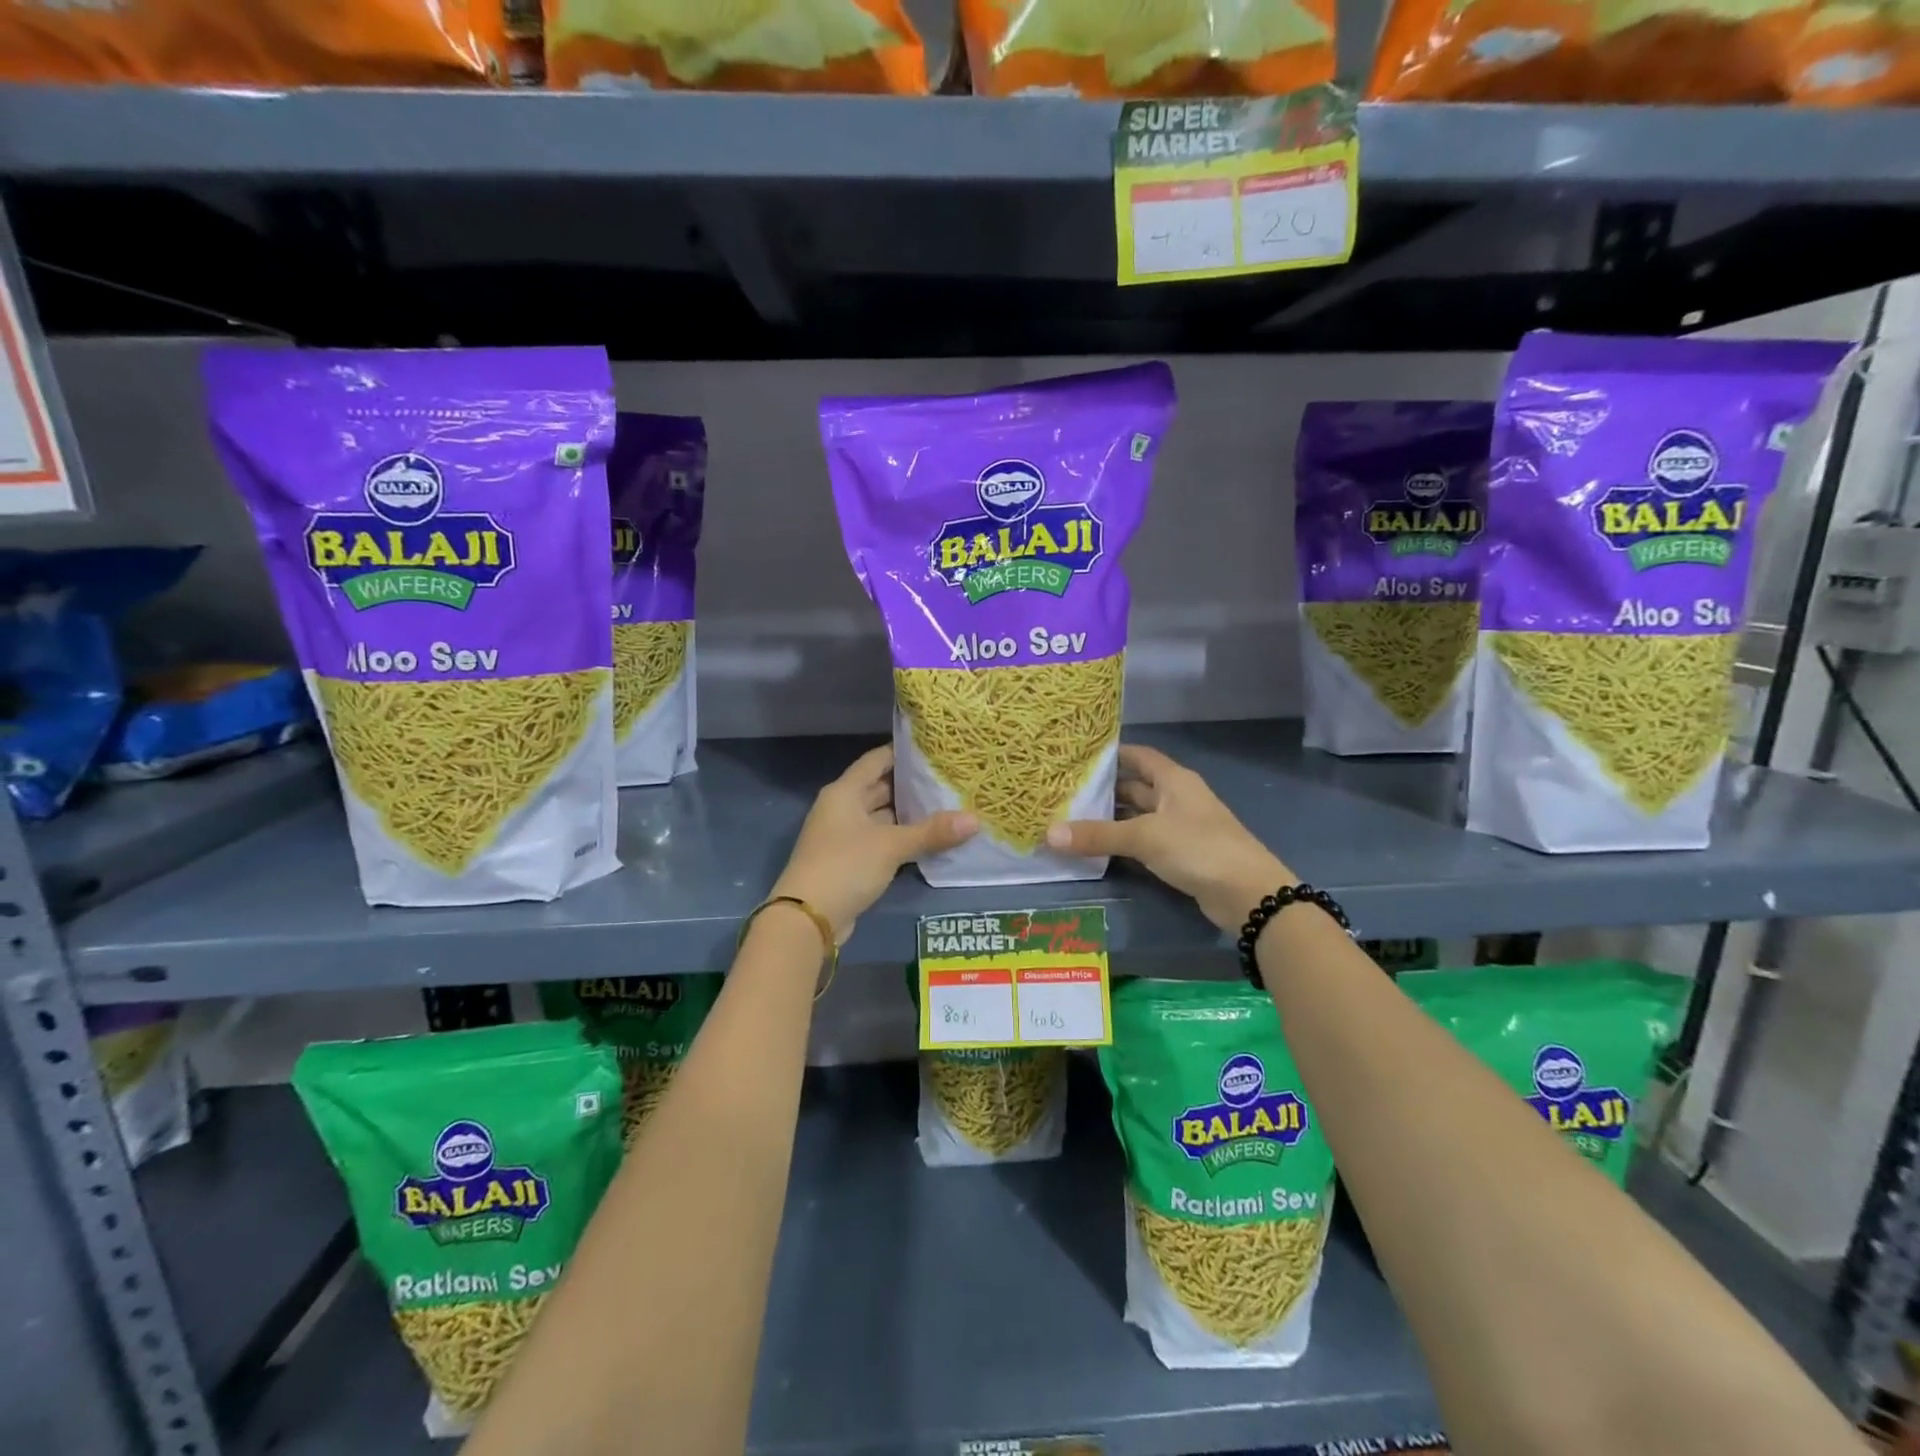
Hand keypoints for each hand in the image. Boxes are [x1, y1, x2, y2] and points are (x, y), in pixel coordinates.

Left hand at [772, 745, 976, 942]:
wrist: (808, 918)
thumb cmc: (846, 865)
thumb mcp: (892, 845)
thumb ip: (932, 831)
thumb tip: (975, 820)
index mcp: (845, 792)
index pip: (876, 760)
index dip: (903, 752)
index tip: (935, 750)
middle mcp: (842, 808)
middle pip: (880, 788)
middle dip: (912, 786)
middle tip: (950, 780)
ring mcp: (845, 836)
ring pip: (882, 817)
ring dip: (909, 815)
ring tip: (948, 806)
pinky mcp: (851, 862)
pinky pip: (881, 841)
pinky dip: (902, 839)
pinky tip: (930, 840)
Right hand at [1045, 744, 1294, 932]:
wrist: (1248, 894)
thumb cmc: (1198, 848)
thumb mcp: (1145, 837)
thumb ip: (1098, 835)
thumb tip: (1049, 834)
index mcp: (1174, 780)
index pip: (1139, 756)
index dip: (1112, 754)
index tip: (1078, 756)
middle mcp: (1177, 798)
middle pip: (1136, 787)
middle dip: (1104, 789)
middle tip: (1066, 791)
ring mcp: (1181, 827)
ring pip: (1139, 816)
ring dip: (1112, 818)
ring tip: (1073, 819)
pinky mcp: (1181, 855)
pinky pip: (1145, 841)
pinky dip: (1123, 842)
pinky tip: (1099, 848)